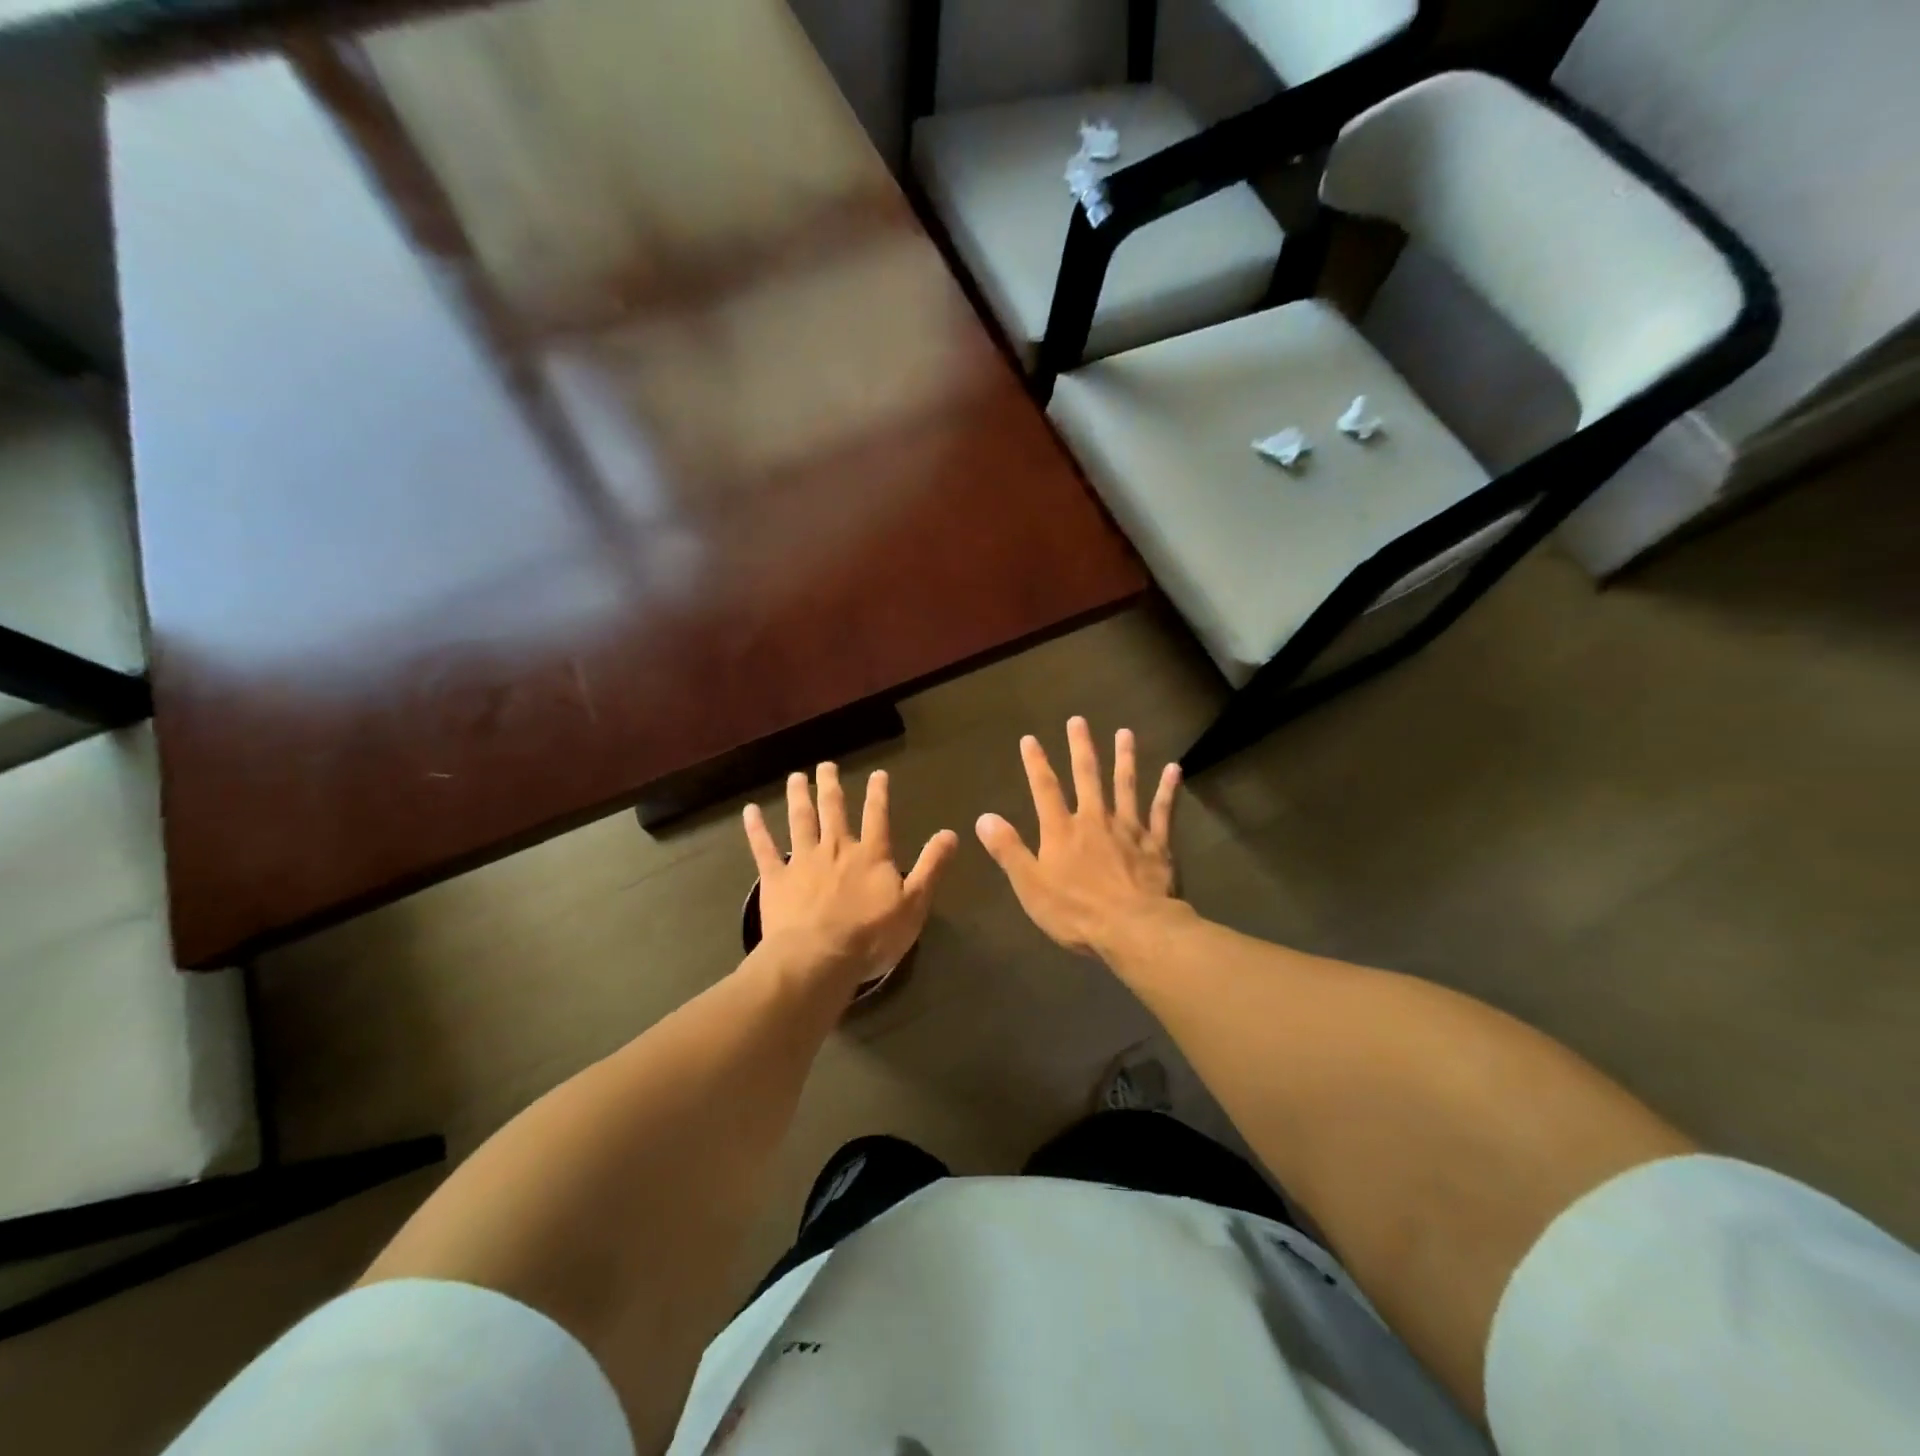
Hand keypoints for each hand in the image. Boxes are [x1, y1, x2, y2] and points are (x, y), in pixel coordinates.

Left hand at [744, 764, 958, 990]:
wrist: (818, 958)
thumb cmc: (871, 936)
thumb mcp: (914, 904)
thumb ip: (931, 866)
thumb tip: (951, 833)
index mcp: (871, 855)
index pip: (877, 816)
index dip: (878, 794)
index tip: (877, 774)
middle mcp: (836, 848)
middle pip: (833, 810)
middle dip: (831, 786)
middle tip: (826, 765)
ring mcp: (802, 861)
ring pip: (800, 821)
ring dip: (798, 797)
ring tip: (796, 777)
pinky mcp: (775, 879)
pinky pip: (764, 849)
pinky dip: (756, 829)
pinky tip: (750, 811)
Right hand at [975, 717, 1182, 957]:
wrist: (1134, 929)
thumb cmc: (1076, 912)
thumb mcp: (1030, 886)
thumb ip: (1008, 850)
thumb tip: (983, 817)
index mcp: (1062, 831)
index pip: (1045, 789)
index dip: (1036, 763)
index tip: (1030, 739)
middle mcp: (1095, 820)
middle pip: (1087, 776)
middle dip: (1081, 747)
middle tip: (1079, 720)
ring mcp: (1129, 829)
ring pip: (1126, 786)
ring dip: (1125, 758)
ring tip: (1124, 733)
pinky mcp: (1157, 844)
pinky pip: (1162, 811)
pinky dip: (1167, 790)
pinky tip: (1174, 769)